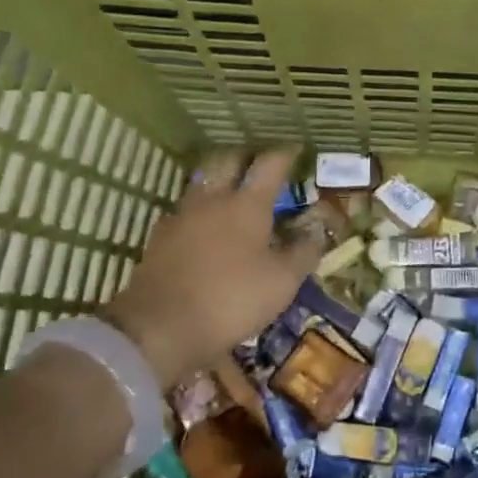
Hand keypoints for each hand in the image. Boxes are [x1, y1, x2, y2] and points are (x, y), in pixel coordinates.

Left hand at [102, 149, 321, 388]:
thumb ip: (303, 252)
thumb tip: (316, 231)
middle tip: (259, 165)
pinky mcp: (160, 238)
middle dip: (246, 158)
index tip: (296, 150)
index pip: (270, 164)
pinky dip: (199, 212)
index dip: (286, 154)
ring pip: (202, 183)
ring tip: (231, 193)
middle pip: (228, 161)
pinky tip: (203, 228)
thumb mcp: (282, 282)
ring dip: (219, 181)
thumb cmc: (232, 299)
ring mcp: (182, 216)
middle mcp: (213, 200)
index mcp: (248, 204)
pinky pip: (184, 212)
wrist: (160, 328)